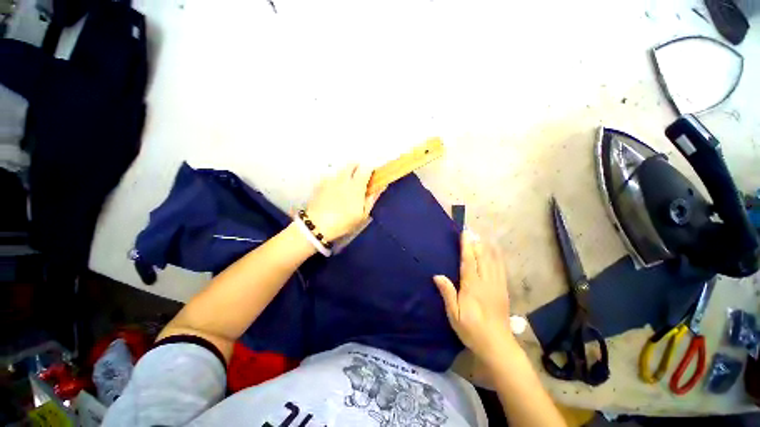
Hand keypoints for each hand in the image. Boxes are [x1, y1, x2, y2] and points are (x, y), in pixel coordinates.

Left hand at [305, 164, 382, 241]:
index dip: (371, 169)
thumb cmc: (343, 222)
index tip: (372, 175)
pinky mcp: (320, 183)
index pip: (366, 168)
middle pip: (352, 163)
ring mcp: (330, 180)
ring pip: (341, 169)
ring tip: (346, 186)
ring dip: (346, 173)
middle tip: (360, 177)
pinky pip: (331, 176)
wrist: (316, 225)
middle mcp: (343, 179)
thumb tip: (381, 187)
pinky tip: (334, 191)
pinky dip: (335, 179)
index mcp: (356, 186)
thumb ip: (372, 198)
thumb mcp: (362, 214)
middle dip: (358, 167)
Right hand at [434, 231, 513, 362]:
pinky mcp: (503, 290)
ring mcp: (497, 285)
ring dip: (486, 248)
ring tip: (481, 237)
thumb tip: (438, 276)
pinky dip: (497, 257)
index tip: (464, 234)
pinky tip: (496, 252)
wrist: (497, 345)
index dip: (466, 246)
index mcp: (472, 287)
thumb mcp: (454, 315)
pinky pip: (501, 269)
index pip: (469, 262)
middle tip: (471, 231)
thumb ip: (447, 293)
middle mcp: (486, 282)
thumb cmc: (472, 330)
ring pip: (492, 261)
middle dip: (476, 243)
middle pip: (481, 258)